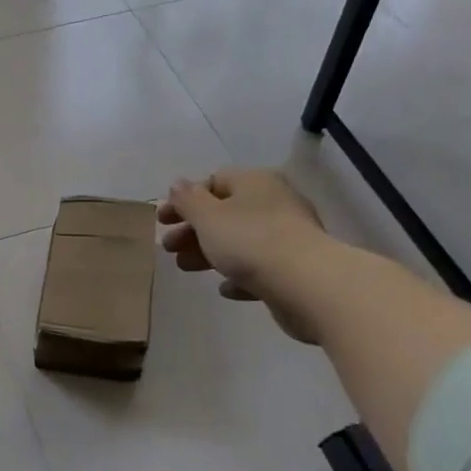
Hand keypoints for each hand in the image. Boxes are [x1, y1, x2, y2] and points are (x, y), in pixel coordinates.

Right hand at [157, 168, 333, 340]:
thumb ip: (189, 200)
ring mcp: (288, 236)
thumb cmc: (250, 241)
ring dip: (209, 253)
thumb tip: (178, 184)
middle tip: (168, 248)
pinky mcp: (295, 268)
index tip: (162, 221)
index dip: (185, 199)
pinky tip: (225, 289)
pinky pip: (260, 268)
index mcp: (254, 183)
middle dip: (193, 230)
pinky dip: (239, 275)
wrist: (308, 284)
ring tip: (186, 268)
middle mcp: (274, 203)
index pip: (214, 181)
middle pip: (225, 212)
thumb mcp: (208, 217)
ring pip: (240, 241)